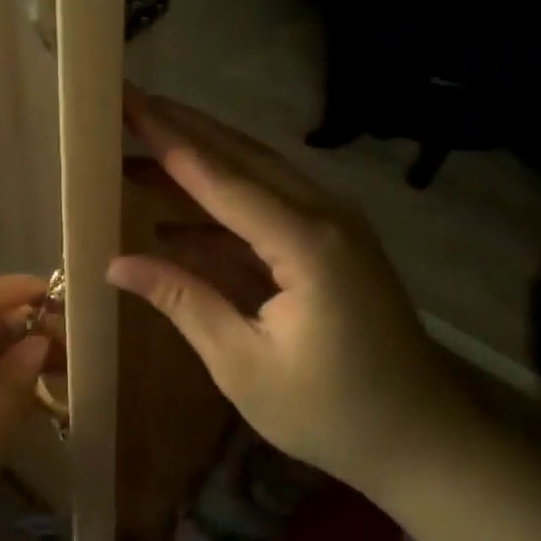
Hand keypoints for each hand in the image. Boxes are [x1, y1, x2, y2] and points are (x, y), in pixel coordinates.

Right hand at [109, 91, 484, 502]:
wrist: (425, 438)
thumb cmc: (333, 413)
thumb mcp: (244, 365)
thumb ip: (183, 301)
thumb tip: (116, 264)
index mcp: (306, 243)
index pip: (221, 179)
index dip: (168, 140)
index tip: (129, 102)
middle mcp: (324, 214)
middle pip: (240, 156)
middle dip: (182, 127)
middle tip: (130, 102)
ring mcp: (333, 222)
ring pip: (255, 171)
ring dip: (199, 156)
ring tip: (140, 142)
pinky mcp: (331, 238)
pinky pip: (268, 202)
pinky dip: (221, 198)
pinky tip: (176, 206)